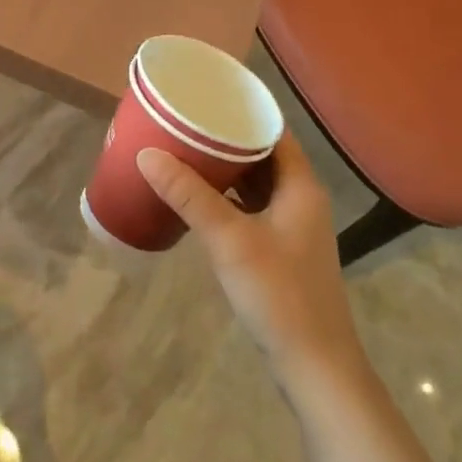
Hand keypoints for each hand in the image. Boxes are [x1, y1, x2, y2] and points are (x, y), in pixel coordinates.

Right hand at [137, 134, 362, 383]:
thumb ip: (189, 195)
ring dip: (224, 168)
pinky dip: (225, 196)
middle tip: (184, 121)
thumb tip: (147, 153)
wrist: (314, 365)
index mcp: (300, 186)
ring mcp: (291, 226)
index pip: (273, 130)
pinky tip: (196, 196)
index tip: (205, 96)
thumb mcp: (229, 239)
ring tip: (183, 149)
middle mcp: (300, 198)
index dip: (242, 110)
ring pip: (255, 182)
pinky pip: (249, 207)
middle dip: (225, 137)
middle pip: (262, 153)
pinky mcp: (279, 249)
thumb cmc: (278, 293)